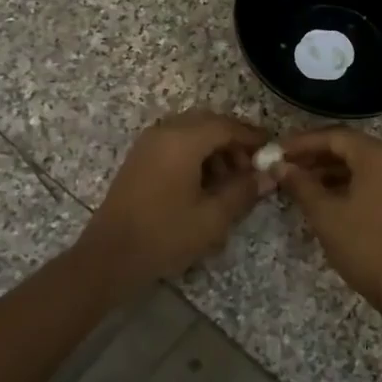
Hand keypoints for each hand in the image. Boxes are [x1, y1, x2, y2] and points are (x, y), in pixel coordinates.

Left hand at [75, 110, 269, 287]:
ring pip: (191, 133)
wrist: (109, 257)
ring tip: (231, 181)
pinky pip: (175, 144)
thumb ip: (243, 191)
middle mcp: (164, 132)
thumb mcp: (213, 217)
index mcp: (183, 140)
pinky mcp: (140, 159)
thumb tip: (269, 176)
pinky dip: (196, 155)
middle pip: (208, 123)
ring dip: (215, 149)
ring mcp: (148, 144)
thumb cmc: (165, 235)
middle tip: (253, 168)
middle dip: (234, 142)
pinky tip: (206, 185)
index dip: (252, 137)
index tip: (273, 152)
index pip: (227, 126)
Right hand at [272, 127, 381, 313]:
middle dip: (316, 155)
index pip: (334, 136)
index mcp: (378, 155)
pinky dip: (350, 183)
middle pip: (350, 147)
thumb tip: (278, 166)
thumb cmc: (364, 245)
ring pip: (362, 164)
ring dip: (331, 170)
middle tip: (285, 167)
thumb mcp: (325, 213)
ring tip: (301, 184)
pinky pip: (375, 179)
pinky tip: (327, 198)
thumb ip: (300, 184)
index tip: (276, 152)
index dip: (302, 142)